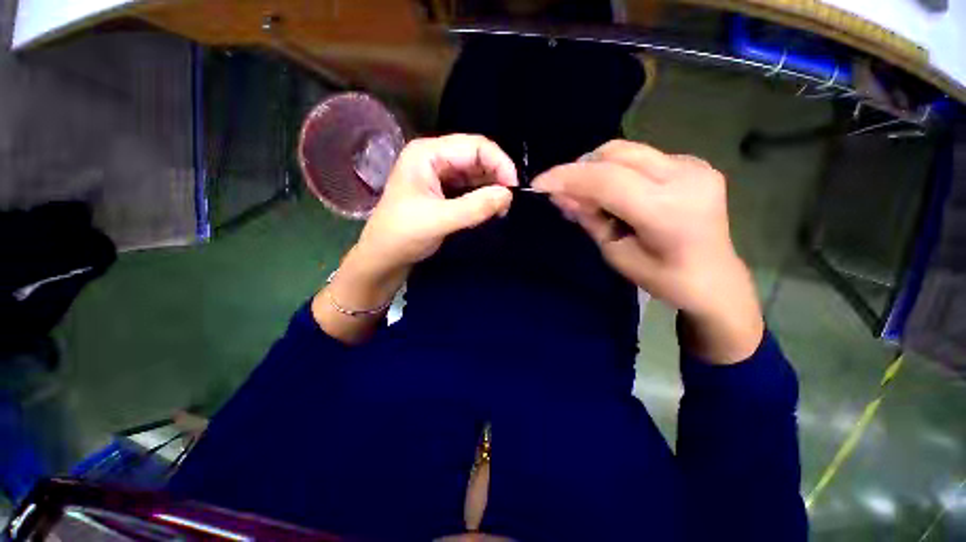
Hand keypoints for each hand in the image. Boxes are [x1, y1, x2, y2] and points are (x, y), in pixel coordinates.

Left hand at [353, 134, 518, 279]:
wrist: (383, 258)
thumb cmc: (403, 235)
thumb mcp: (439, 220)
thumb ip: (475, 207)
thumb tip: (508, 195)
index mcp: (427, 153)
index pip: (474, 146)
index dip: (499, 163)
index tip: (514, 189)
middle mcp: (434, 158)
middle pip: (476, 157)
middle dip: (496, 176)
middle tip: (509, 203)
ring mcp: (438, 174)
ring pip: (475, 173)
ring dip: (491, 188)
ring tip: (502, 208)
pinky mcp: (442, 191)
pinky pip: (469, 187)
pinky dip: (482, 197)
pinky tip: (490, 209)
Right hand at [532, 140, 762, 362]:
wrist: (715, 279)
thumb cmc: (663, 278)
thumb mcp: (616, 253)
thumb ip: (589, 219)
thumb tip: (560, 196)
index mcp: (665, 210)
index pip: (606, 180)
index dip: (567, 177)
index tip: (539, 183)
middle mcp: (684, 177)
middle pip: (615, 153)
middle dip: (579, 169)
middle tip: (563, 190)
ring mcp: (694, 165)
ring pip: (627, 150)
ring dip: (597, 168)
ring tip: (588, 193)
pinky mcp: (695, 163)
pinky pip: (642, 156)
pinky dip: (617, 169)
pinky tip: (616, 192)